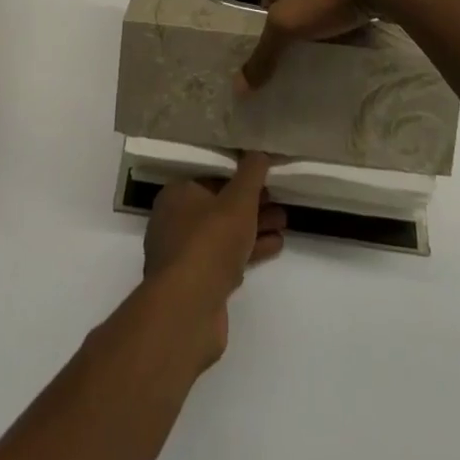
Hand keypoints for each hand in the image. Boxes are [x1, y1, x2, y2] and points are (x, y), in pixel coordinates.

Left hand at [143, 153, 285, 365]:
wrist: (188, 309)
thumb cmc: (210, 241)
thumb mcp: (238, 199)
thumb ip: (251, 173)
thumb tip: (260, 150)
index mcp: (176, 195)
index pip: (211, 178)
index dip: (240, 178)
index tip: (265, 180)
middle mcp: (174, 222)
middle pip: (219, 207)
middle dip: (252, 205)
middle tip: (280, 202)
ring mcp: (184, 256)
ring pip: (225, 235)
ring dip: (254, 228)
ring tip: (284, 223)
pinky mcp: (196, 285)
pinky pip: (226, 260)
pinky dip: (249, 251)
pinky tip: (275, 246)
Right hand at [236, 0, 414, 91]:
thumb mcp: (286, 26)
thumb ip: (264, 54)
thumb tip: (238, 87)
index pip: (267, 1)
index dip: (271, 27)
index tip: (280, 53)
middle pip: (294, 1)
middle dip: (299, 25)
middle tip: (303, 54)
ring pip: (321, 1)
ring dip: (323, 21)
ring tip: (328, 49)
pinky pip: (346, 2)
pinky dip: (346, 18)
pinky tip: (352, 36)